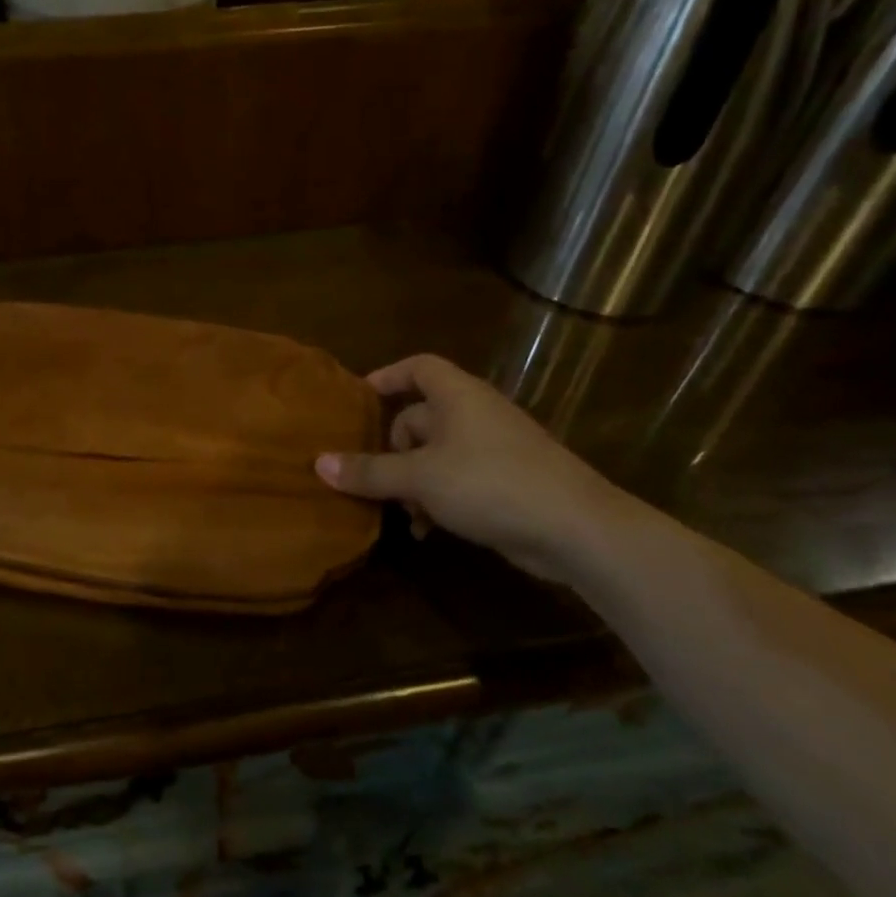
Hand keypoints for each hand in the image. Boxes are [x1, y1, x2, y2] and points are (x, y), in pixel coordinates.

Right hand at [315, 354, 631, 585]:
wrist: (576, 528)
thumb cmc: (490, 483)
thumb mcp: (420, 477)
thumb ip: (370, 471)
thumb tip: (319, 463)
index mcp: (457, 396)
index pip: (418, 367)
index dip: (388, 376)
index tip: (359, 397)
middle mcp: (475, 414)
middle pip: (421, 416)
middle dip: (393, 448)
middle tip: (373, 477)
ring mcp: (494, 449)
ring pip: (436, 454)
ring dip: (412, 481)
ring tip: (400, 513)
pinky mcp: (506, 482)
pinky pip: (457, 479)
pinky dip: (437, 498)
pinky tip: (427, 530)